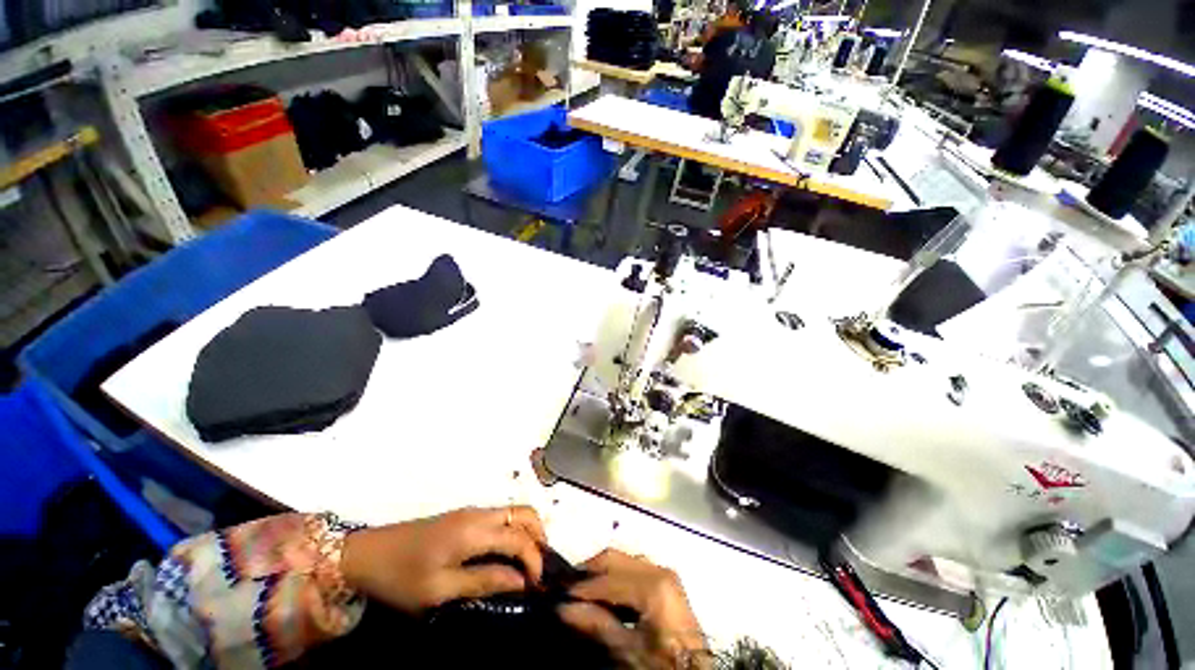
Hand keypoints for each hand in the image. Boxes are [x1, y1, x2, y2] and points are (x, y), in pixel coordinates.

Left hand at [340, 506, 545, 613]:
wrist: (365, 554)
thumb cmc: (401, 577)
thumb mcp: (440, 589)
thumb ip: (484, 581)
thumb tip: (520, 581)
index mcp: (474, 531)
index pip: (519, 538)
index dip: (534, 560)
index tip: (537, 585)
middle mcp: (479, 514)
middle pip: (523, 513)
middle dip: (538, 536)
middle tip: (538, 568)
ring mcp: (471, 512)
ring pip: (513, 512)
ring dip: (526, 533)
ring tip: (527, 563)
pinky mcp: (464, 516)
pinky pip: (500, 517)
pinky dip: (513, 531)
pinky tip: (507, 554)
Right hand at [559, 549, 708, 668]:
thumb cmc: (663, 664)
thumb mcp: (628, 650)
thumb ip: (596, 625)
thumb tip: (562, 608)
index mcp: (652, 585)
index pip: (607, 580)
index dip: (581, 587)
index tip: (558, 594)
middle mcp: (658, 569)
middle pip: (615, 558)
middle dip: (589, 570)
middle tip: (567, 586)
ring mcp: (664, 572)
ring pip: (624, 560)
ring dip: (602, 572)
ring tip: (583, 589)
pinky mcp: (667, 580)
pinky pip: (635, 568)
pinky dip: (617, 576)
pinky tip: (606, 592)